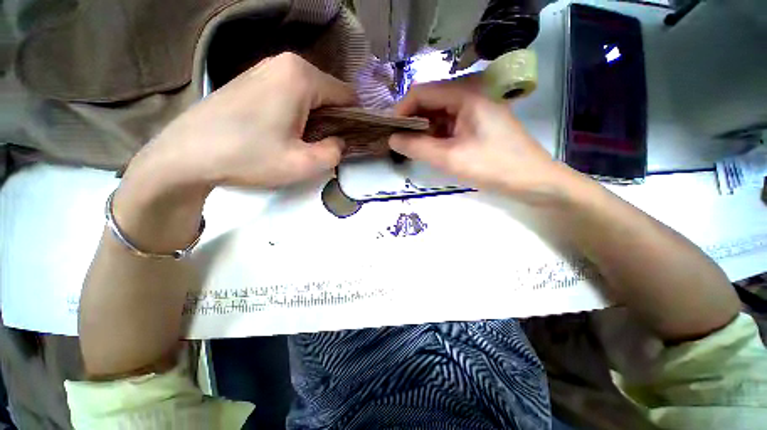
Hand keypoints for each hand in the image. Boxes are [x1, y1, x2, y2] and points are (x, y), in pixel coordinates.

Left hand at [127, 52, 355, 190]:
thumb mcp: (303, 164)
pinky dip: (298, 113)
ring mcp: (266, 67)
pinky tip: (283, 132)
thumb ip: (335, 153)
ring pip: (311, 94)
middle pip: (329, 94)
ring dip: (315, 119)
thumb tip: (339, 142)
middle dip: (333, 121)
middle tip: (322, 147)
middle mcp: (286, 63)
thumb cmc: (248, 157)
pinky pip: (291, 93)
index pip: (348, 96)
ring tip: (302, 141)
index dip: (353, 121)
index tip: (347, 143)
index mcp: (302, 76)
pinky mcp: (253, 78)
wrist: (186, 154)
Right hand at [389, 82, 567, 201]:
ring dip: (424, 129)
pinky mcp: (479, 117)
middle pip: (429, 100)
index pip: (420, 92)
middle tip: (401, 144)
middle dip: (412, 122)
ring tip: (415, 149)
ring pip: (438, 112)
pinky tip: (433, 148)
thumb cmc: (493, 166)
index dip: (401, 111)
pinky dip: (437, 133)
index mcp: (465, 91)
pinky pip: (450, 120)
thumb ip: (416, 147)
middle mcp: (470, 90)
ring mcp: (476, 103)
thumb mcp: (449, 158)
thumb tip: (391, 139)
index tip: (391, 133)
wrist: (532, 179)